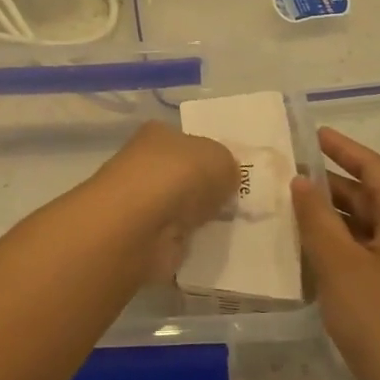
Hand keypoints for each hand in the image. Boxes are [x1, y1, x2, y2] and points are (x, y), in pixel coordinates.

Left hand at [90, 122, 240, 281]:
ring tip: (231, 226)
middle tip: (238, 203)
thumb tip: (225, 178)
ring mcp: (142, 203)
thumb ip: (228, 166)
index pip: (188, 141)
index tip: (234, 175)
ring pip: (180, 207)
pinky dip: (190, 242)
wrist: (140, 227)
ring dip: (199, 218)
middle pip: (184, 175)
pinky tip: (210, 246)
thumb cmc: (178, 177)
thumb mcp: (220, 159)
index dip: (211, 156)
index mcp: (158, 134)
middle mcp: (145, 164)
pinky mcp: (143, 237)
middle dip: (207, 190)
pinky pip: (176, 237)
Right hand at [290, 128, 379, 379]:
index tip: (313, 133)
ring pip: (365, 226)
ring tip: (289, 206)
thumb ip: (317, 219)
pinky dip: (337, 243)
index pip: (374, 169)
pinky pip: (364, 251)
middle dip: (331, 182)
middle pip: (370, 196)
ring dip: (331, 215)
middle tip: (288, 172)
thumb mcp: (340, 263)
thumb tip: (301, 182)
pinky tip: (306, 250)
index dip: (344, 149)